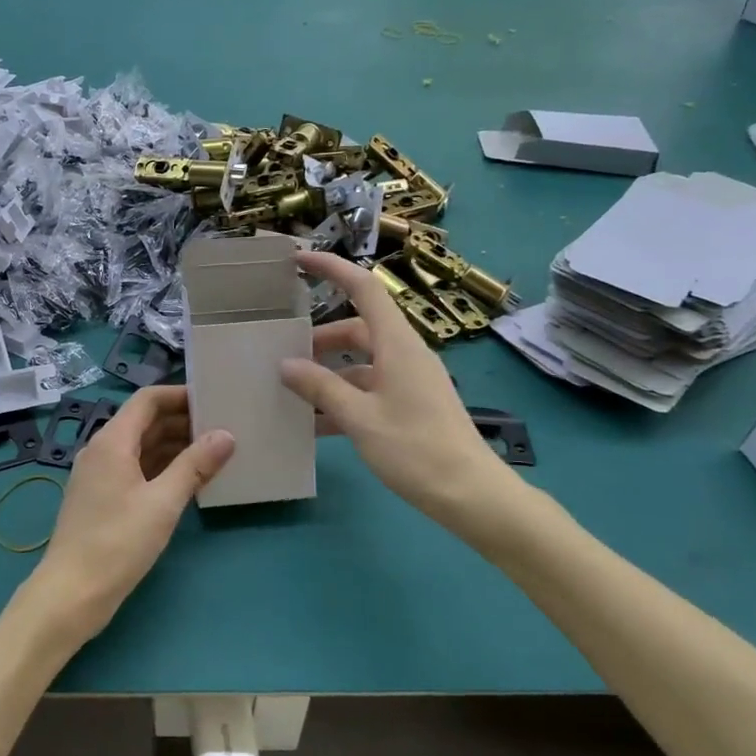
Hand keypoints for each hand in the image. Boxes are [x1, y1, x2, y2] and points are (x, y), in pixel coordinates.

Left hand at [24, 385, 232, 647]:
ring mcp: (100, 475)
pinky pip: (136, 469)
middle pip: (144, 422)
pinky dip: (162, 468)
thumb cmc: (117, 542)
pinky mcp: (102, 498)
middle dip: (182, 421)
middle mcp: (102, 450)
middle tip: (222, 426)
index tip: (213, 400)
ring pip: (141, 447)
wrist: (71, 594)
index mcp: (112, 441)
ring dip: (174, 446)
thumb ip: (195, 465)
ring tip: (214, 451)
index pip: (147, 400)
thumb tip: (226, 435)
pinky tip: (189, 480)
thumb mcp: (163, 502)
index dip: (179, 395)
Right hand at [280, 252, 522, 523]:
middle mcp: (405, 354)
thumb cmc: (415, 449)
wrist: (471, 496)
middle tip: (284, 354)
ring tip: (293, 394)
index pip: (364, 288)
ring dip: (328, 374)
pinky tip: (316, 426)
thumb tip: (285, 364)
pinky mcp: (412, 405)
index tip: (299, 260)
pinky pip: (370, 389)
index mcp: (397, 344)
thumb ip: (321, 387)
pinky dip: (344, 399)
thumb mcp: (360, 417)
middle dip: (319, 339)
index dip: (332, 268)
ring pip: (361, 363)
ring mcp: (410, 380)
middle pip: (357, 329)